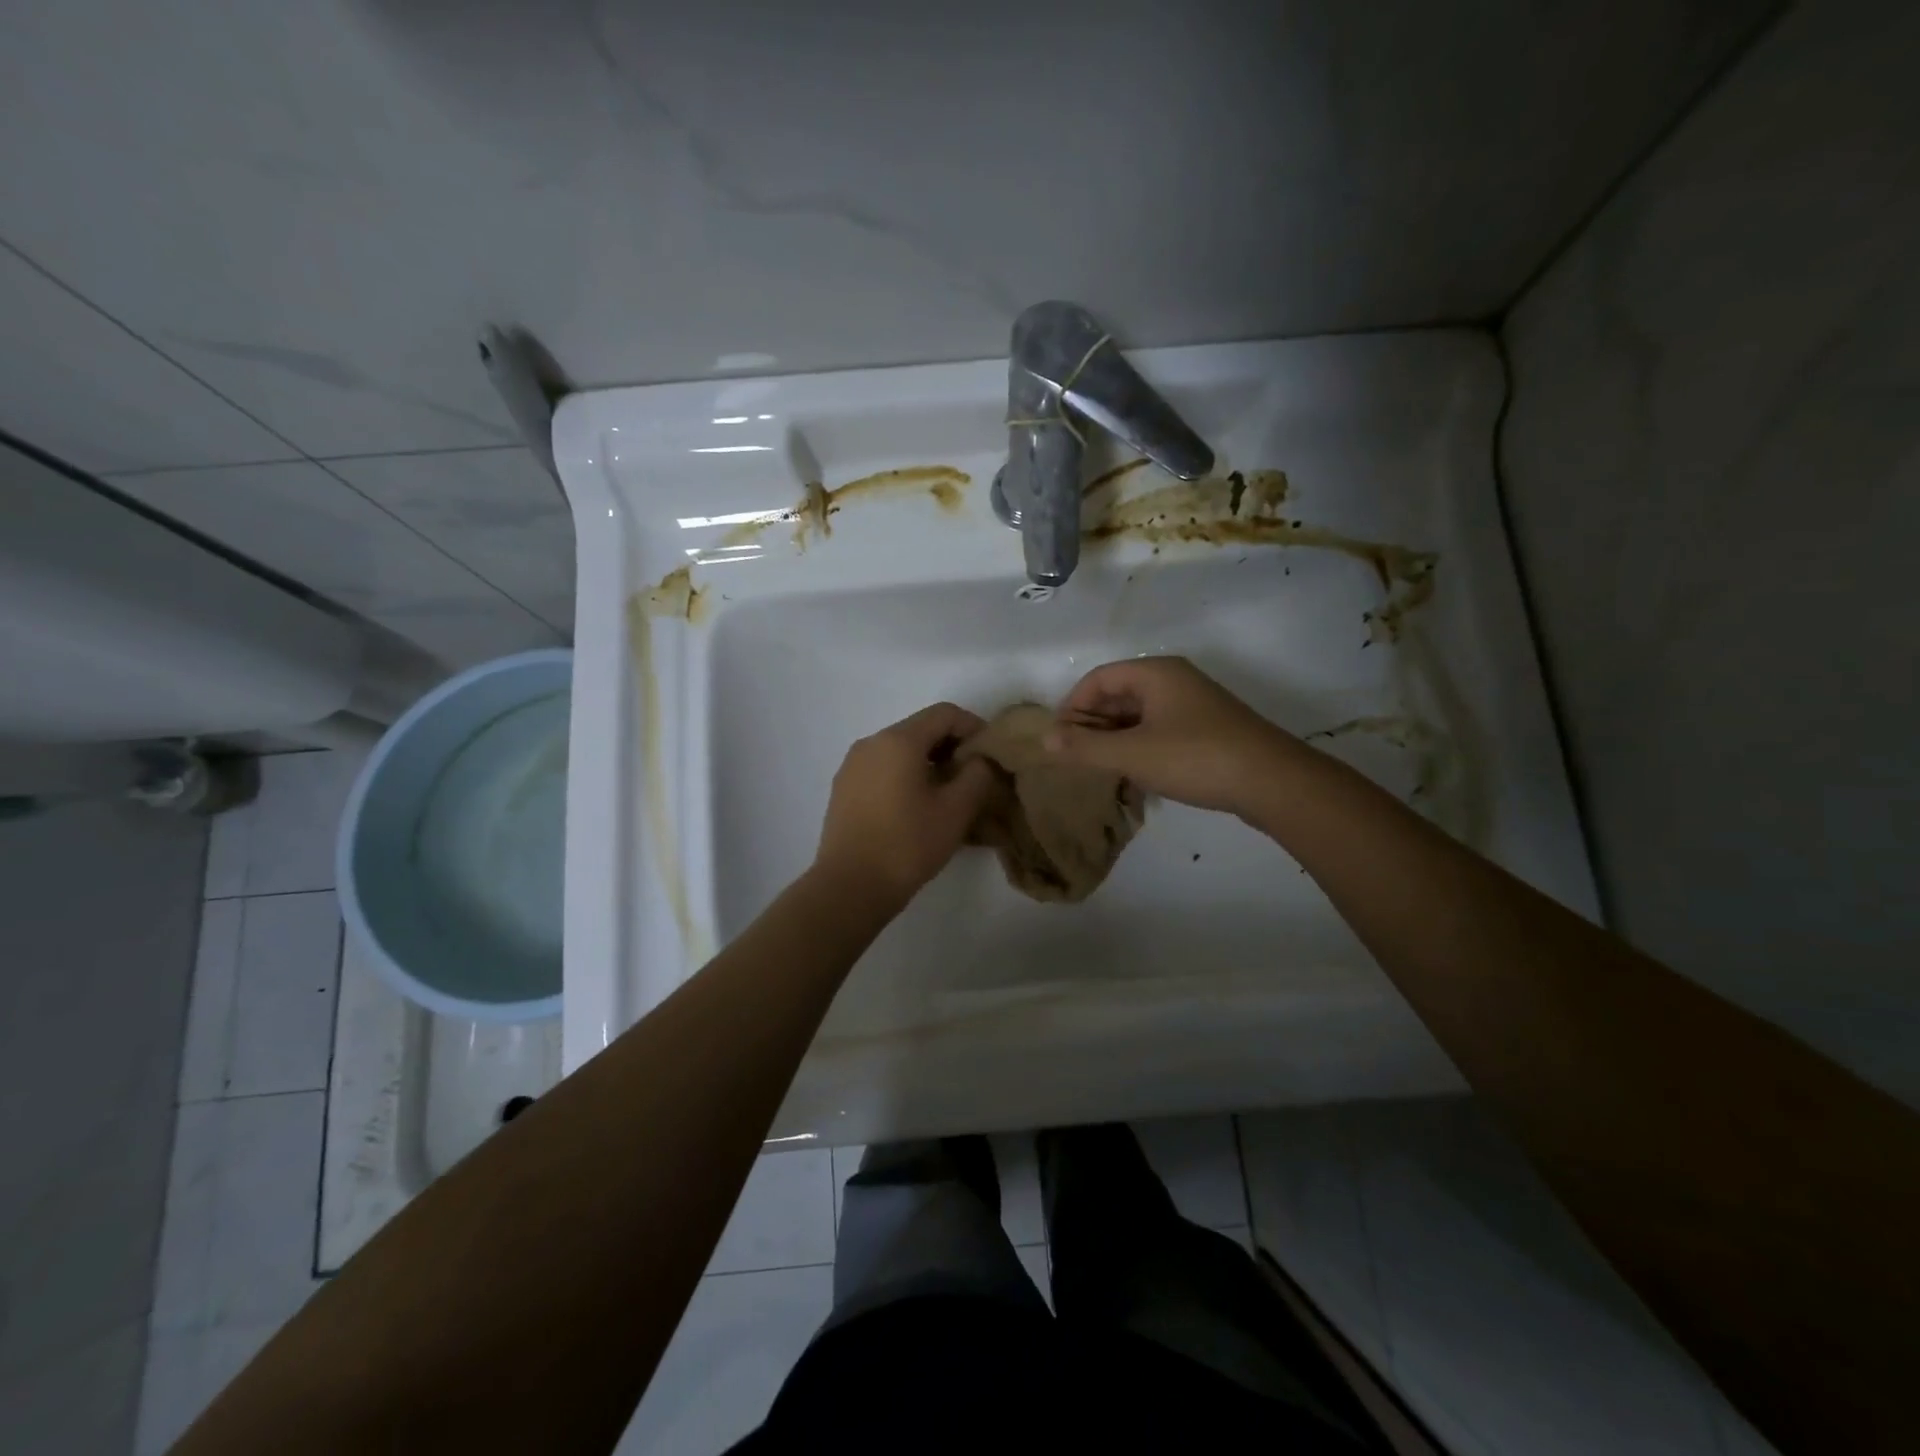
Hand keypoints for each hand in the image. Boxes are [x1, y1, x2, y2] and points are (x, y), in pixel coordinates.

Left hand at [813, 703, 997, 910]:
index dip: (974, 727)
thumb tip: (981, 759)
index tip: (991, 755)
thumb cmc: (907, 844)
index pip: (945, 713)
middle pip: (920, 730)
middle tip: (975, 778)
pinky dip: (905, 777)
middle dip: (952, 747)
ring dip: (929, 763)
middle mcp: (871, 743)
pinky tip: (917, 808)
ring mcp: (852, 765)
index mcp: (898, 740)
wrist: (850, 887)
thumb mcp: (956, 810)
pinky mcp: (843, 789)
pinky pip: (882, 770)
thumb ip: (978, 774)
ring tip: (949, 796)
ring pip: (900, 751)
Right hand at [1045, 657, 1293, 817]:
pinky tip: (1135, 775)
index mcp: (1155, 673)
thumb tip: (1044, 740)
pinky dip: (1139, 747)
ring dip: (1115, 738)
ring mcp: (1194, 705)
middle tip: (1076, 757)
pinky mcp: (1207, 730)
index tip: (1059, 740)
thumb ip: (1084, 747)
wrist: (1272, 781)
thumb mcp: (1132, 754)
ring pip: (1139, 715)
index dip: (1072, 706)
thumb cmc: (1195, 757)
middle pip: (1118, 694)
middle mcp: (1174, 680)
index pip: (1098, 679)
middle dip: (1092, 724)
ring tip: (1100, 769)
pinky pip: (1159, 730)